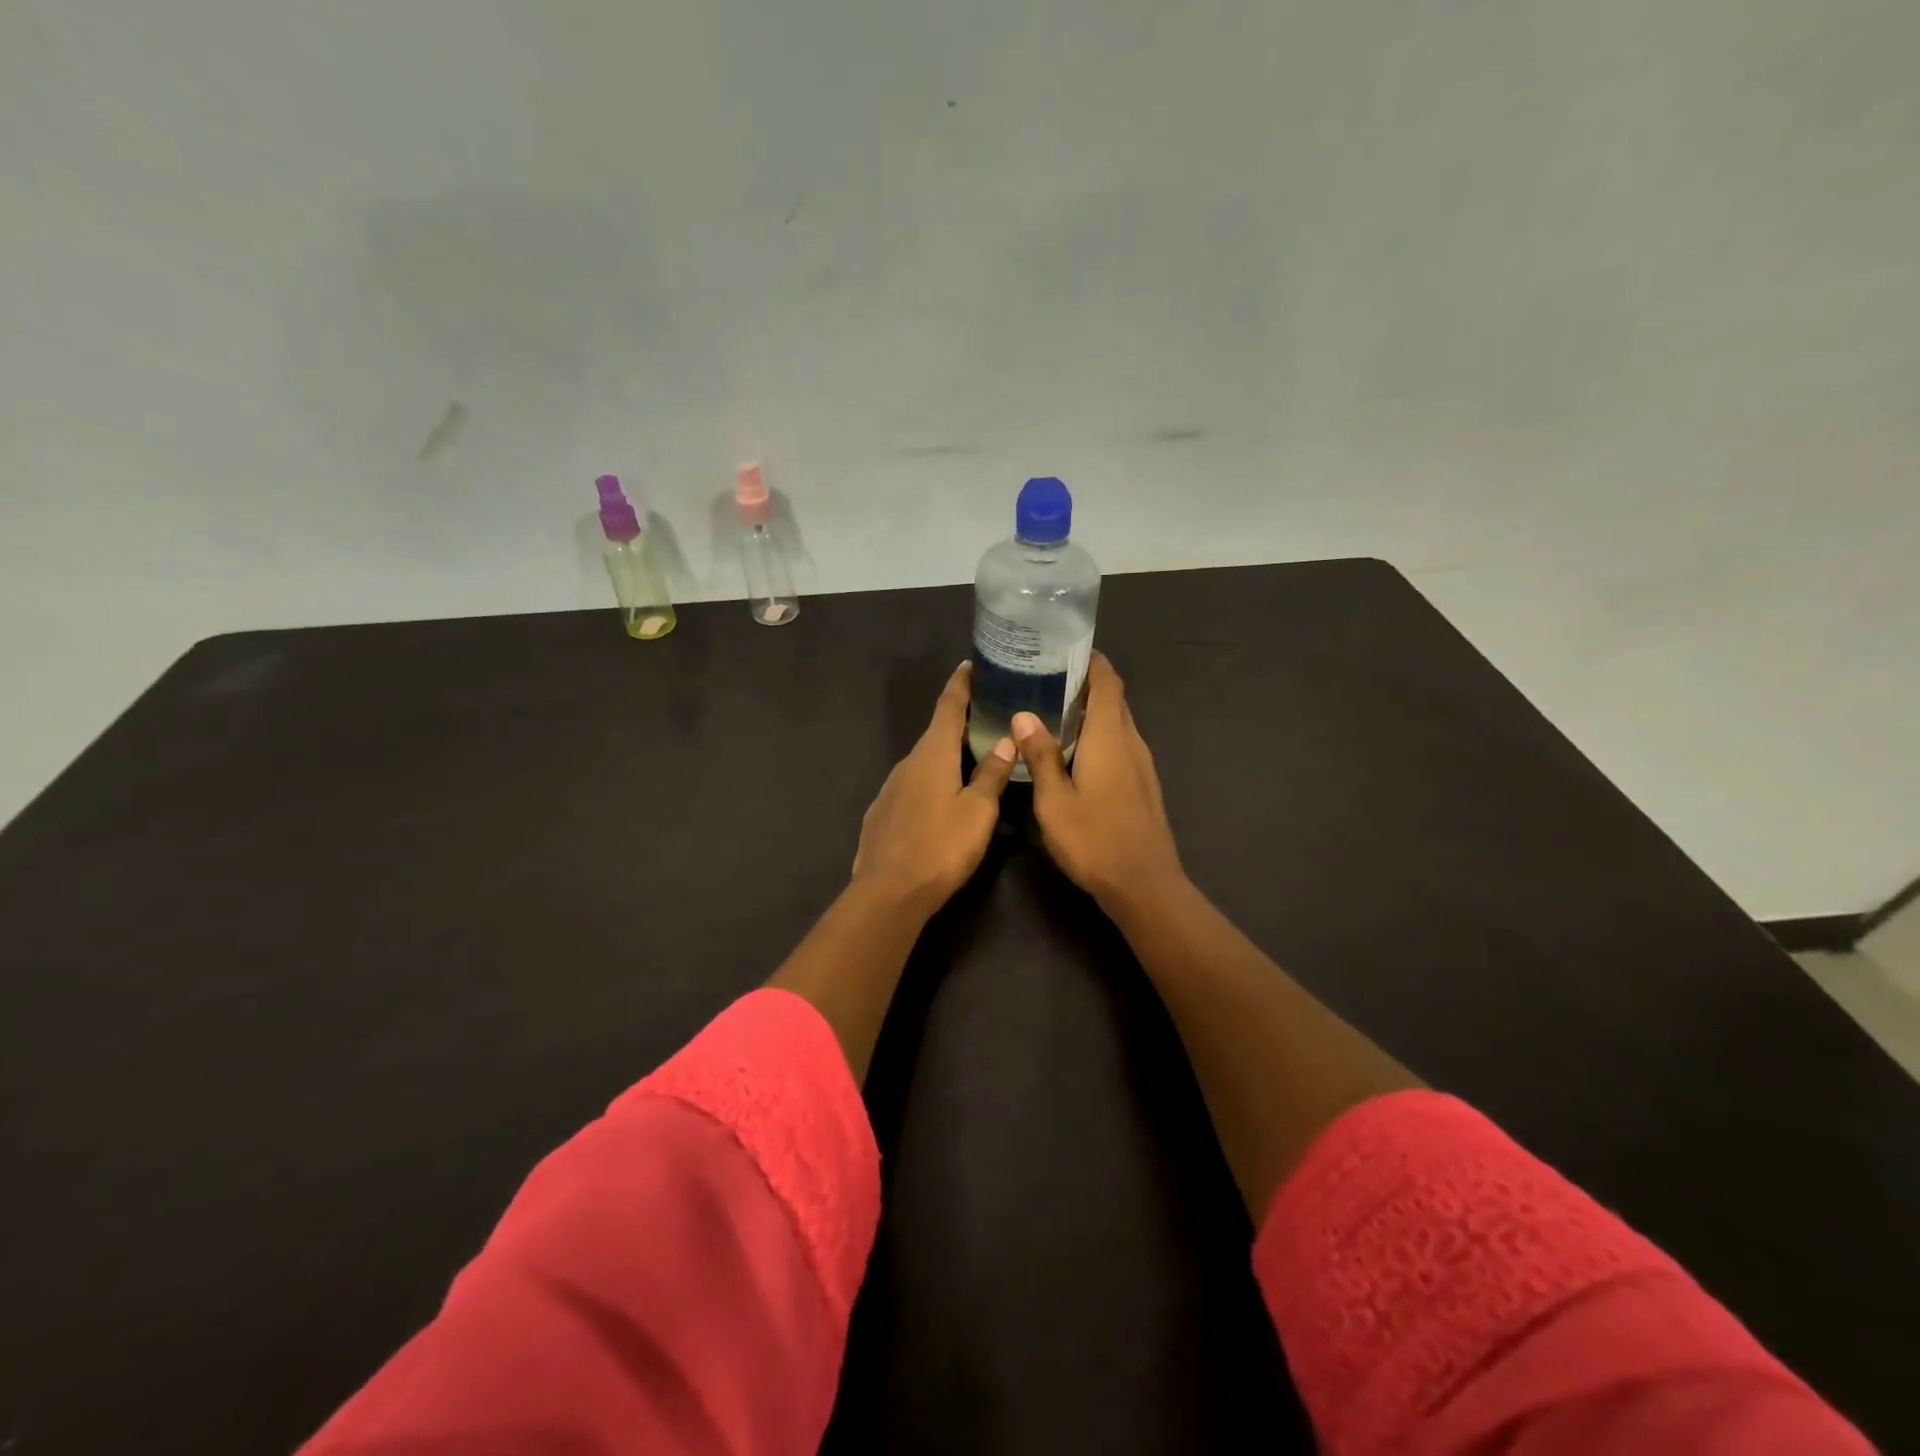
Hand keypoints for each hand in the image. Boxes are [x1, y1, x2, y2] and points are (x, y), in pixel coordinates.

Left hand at [851, 663, 1017, 918]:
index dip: (960, 686)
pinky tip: (940, 797)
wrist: (888, 892)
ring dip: (944, 754)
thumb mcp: (978, 811)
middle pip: (935, 733)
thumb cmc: (941, 848)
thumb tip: (1006, 737)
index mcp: (932, 755)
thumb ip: (992, 773)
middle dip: (958, 721)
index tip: (969, 665)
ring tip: (970, 755)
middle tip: (985, 713)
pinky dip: (930, 779)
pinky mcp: (882, 813)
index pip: (948, 707)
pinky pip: (911, 785)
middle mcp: (907, 763)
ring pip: (923, 762)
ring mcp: (890, 788)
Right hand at [1012, 652, 1183, 914]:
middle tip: (1046, 678)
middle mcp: (1130, 741)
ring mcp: (1141, 764)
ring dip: (1092, 709)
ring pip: (1117, 721)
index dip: (1091, 660)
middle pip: (1113, 698)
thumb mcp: (1054, 801)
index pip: (1107, 682)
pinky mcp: (1142, 783)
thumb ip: (1040, 756)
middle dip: (1086, 682)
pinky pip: (1120, 743)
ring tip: (1053, 709)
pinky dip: (1098, 733)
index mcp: (1109, 737)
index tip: (1063, 649)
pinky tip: (1074, 749)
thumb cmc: (1094, 841)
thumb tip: (1024, 715)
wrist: (1144, 885)